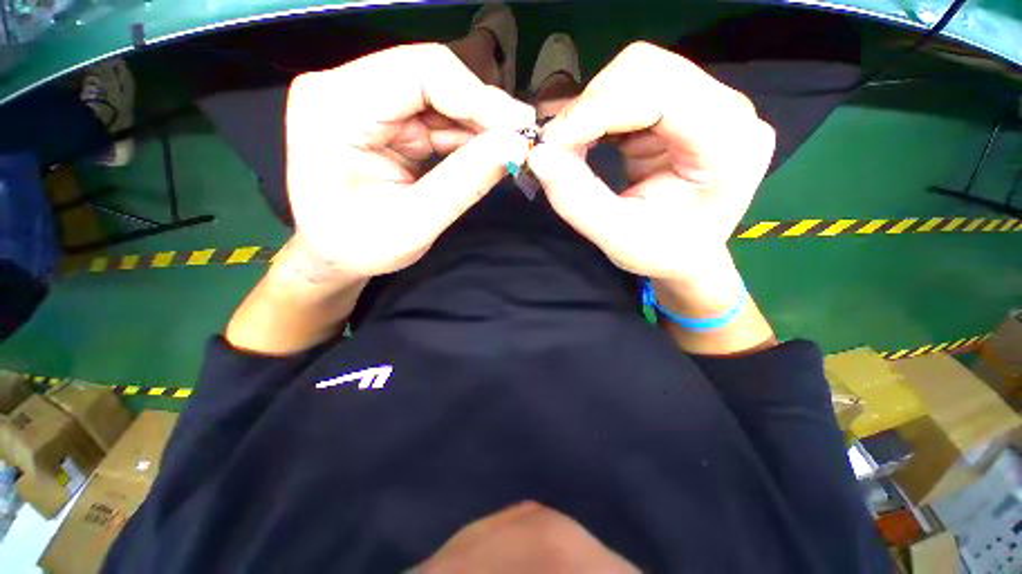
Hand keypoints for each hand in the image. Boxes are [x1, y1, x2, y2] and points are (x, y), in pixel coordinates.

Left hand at [286, 43, 533, 278]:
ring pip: (438, 96)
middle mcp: (345, 88)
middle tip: (521, 141)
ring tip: (509, 150)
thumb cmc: (361, 246)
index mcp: (337, 106)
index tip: (521, 127)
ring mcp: (364, 100)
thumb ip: (465, 181)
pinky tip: (485, 154)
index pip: (419, 71)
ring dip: (477, 125)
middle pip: (431, 77)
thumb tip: (516, 146)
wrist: (333, 254)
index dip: (478, 96)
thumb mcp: (416, 222)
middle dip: (482, 110)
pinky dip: (464, 136)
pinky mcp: (383, 118)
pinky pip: (435, 116)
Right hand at [527, 42, 774, 283]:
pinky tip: (590, 141)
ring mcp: (711, 102)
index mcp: (730, 146)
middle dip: (591, 106)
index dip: (597, 111)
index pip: (660, 94)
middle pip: (648, 70)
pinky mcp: (687, 105)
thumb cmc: (662, 253)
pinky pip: (634, 88)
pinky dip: (600, 112)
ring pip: (638, 71)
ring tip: (573, 147)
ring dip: (593, 107)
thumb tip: (538, 155)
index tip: (552, 143)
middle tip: (558, 147)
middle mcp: (730, 111)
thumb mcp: (617, 238)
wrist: (687, 253)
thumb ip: (577, 200)